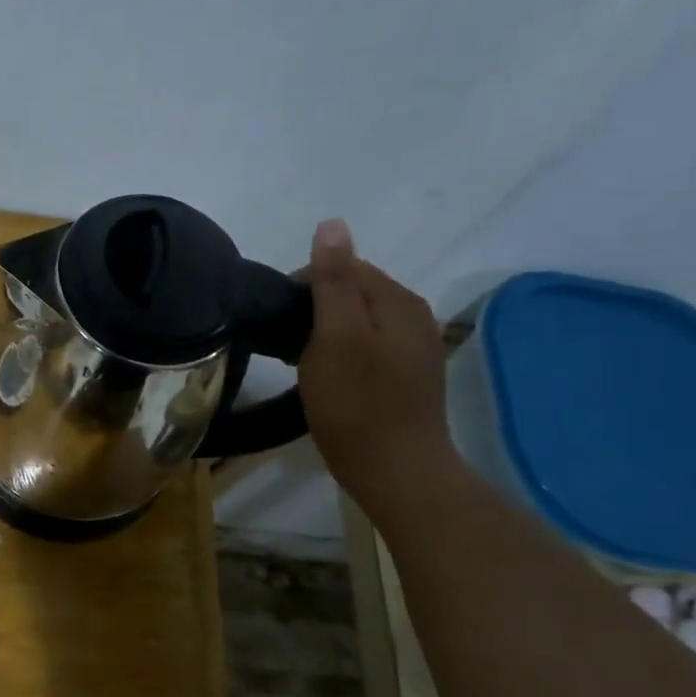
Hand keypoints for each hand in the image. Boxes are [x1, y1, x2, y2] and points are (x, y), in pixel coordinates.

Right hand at [297, 220, 460, 511]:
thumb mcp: (337, 338)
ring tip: (302, 364)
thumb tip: (332, 223)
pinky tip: (329, 379)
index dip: (305, 285)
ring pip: (359, 322)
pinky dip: (343, 353)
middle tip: (288, 346)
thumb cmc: (357, 405)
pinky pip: (368, 347)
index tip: (280, 321)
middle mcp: (415, 316)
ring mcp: (415, 348)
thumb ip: (334, 281)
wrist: (397, 473)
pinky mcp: (409, 377)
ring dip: (326, 333)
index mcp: (399, 301)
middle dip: (316, 309)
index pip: (346, 266)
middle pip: (354, 292)